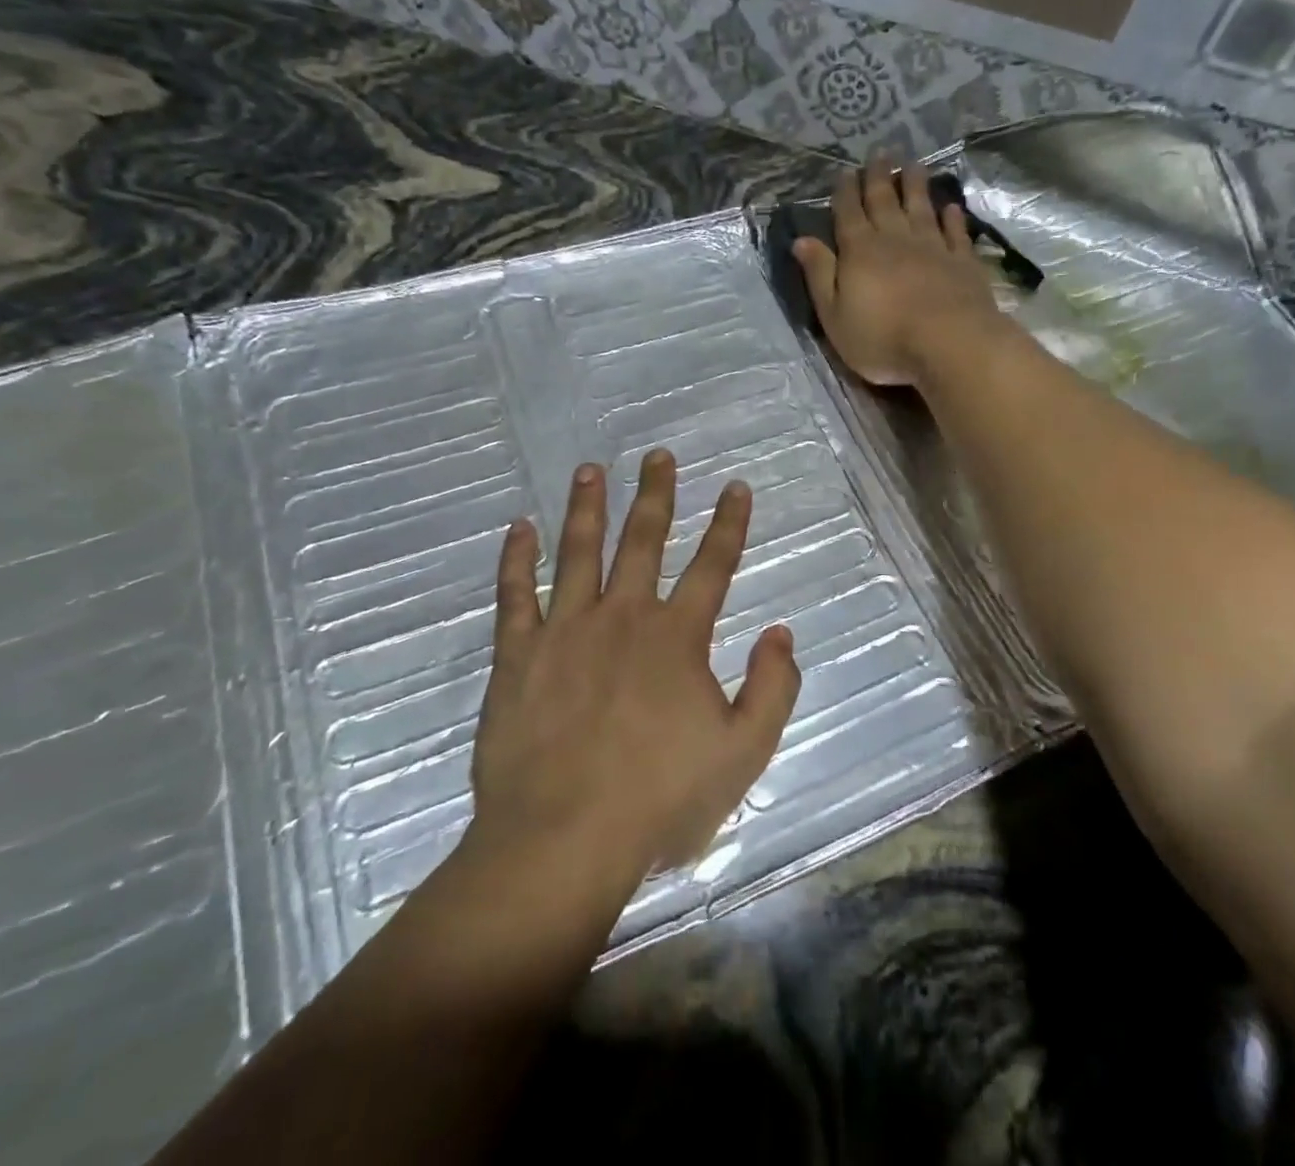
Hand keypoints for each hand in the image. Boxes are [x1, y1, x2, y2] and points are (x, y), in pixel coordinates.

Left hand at [470, 450, 802, 886]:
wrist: (564, 838)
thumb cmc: (659, 799)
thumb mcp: (744, 752)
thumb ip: (772, 688)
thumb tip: (780, 632)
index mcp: (678, 637)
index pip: (713, 565)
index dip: (729, 523)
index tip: (735, 486)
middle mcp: (624, 616)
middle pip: (643, 540)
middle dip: (655, 494)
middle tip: (657, 455)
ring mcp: (566, 629)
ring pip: (578, 552)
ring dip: (587, 507)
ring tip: (590, 469)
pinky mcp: (518, 653)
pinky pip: (515, 593)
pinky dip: (516, 558)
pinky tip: (518, 527)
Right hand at [792, 165, 1000, 386]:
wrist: (947, 343)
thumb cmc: (882, 337)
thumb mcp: (834, 314)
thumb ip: (819, 275)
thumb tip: (801, 240)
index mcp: (860, 251)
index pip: (848, 214)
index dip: (845, 192)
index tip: (845, 172)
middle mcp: (895, 239)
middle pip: (884, 201)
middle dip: (879, 177)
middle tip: (880, 152)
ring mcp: (932, 247)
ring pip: (921, 207)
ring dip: (915, 185)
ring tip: (913, 163)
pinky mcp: (962, 261)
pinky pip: (955, 232)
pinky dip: (952, 217)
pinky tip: (950, 207)